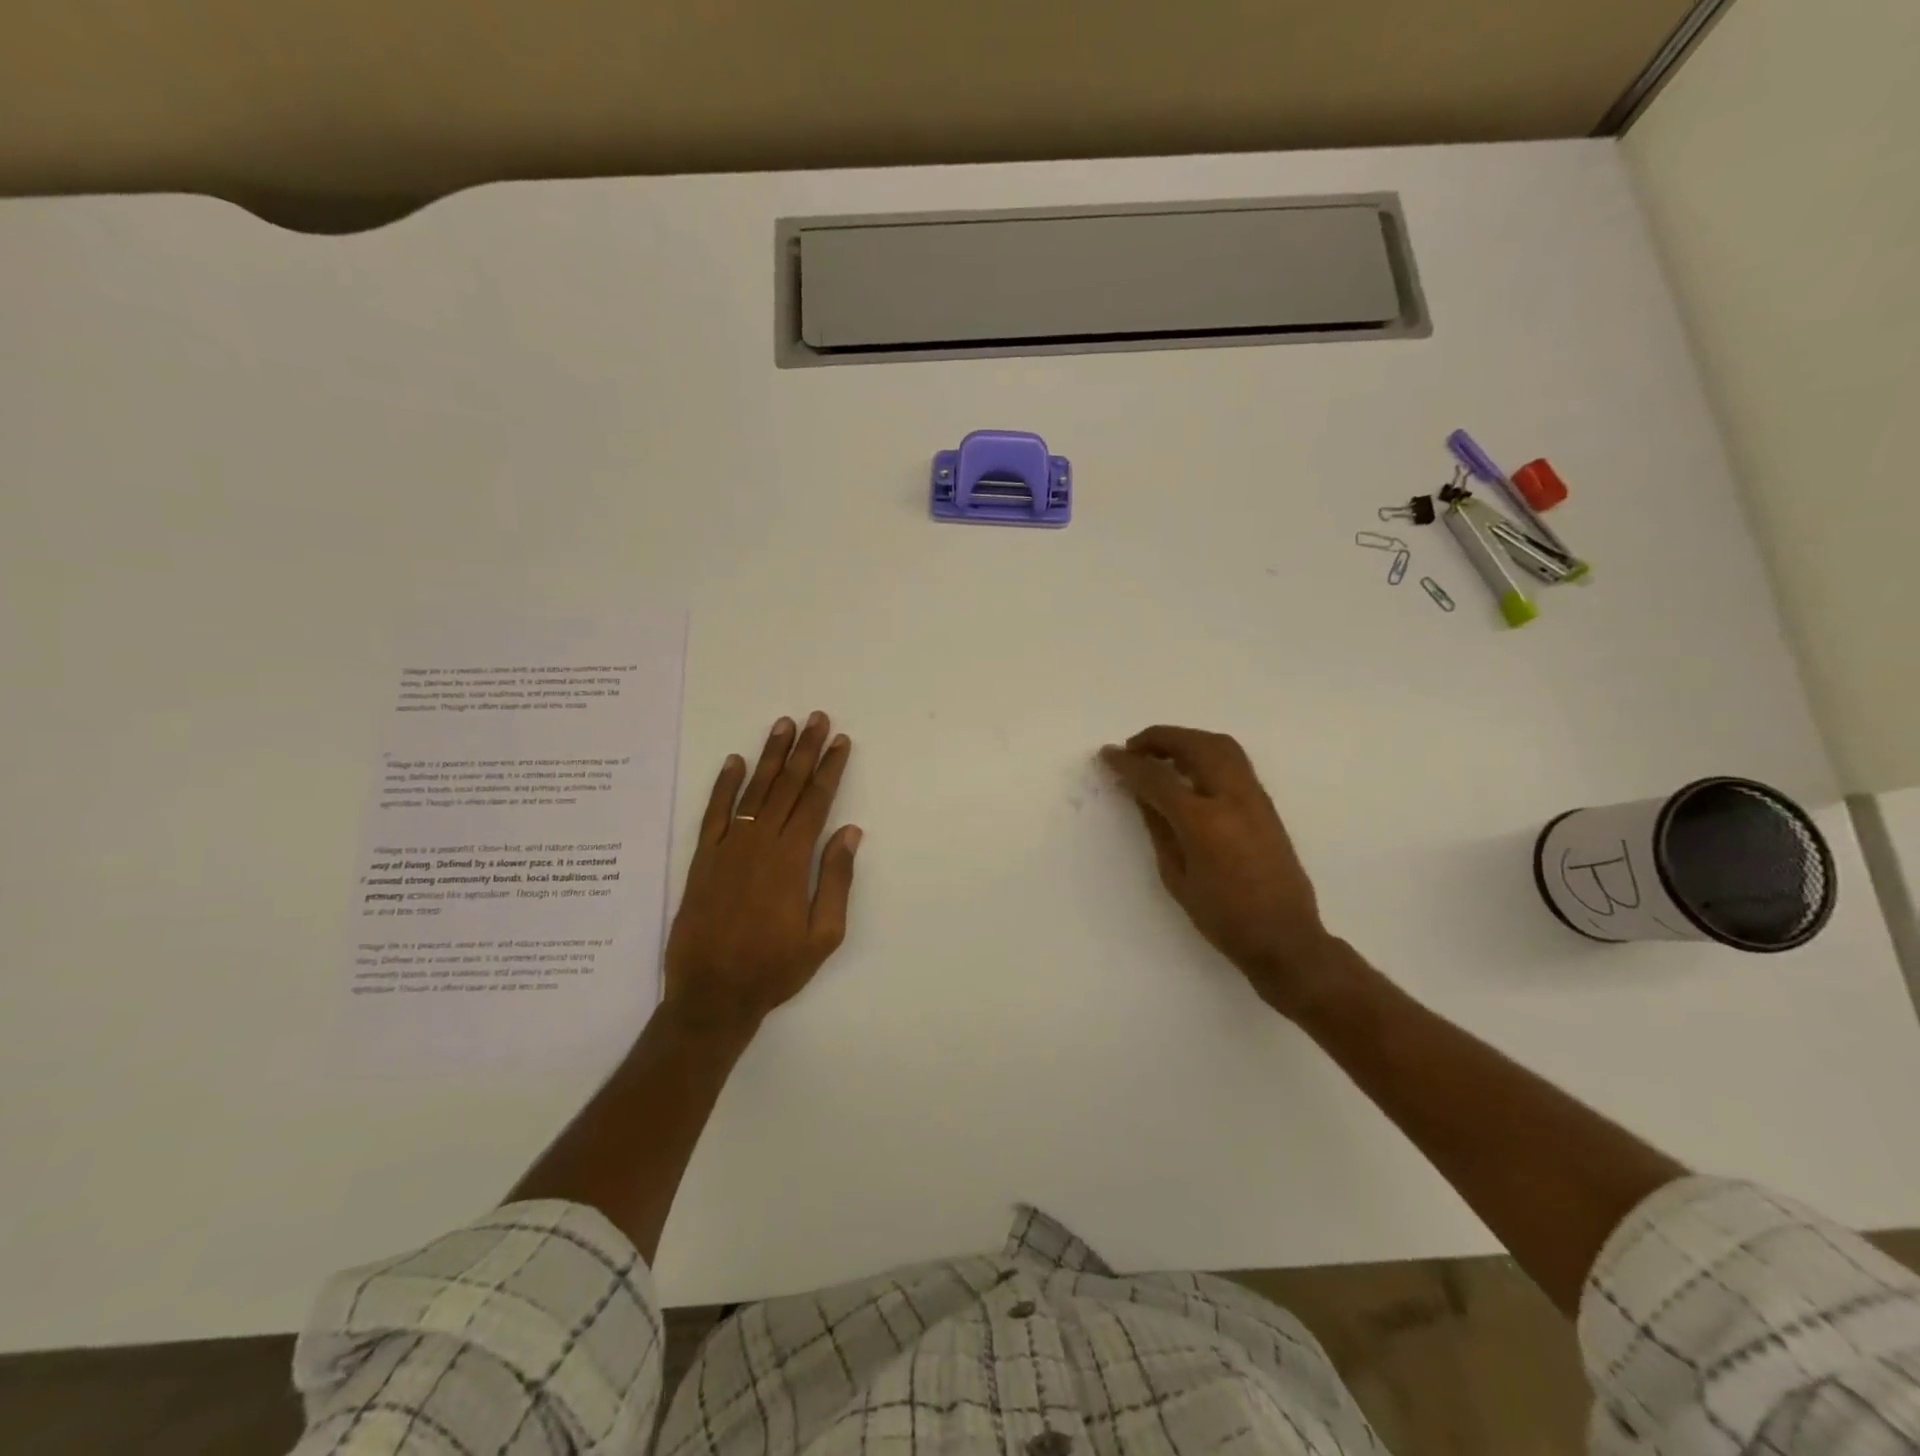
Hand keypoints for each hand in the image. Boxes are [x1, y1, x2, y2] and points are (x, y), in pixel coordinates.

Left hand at [663, 712, 860, 1036]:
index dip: (830, 769)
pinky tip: (734, 762)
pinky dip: (724, 785)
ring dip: (770, 756)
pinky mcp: (703, 858)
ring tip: (783, 725)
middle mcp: (760, 842)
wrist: (712, 994)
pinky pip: (714, 812)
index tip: (840, 741)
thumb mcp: (823, 934)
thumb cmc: (775, 968)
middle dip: (805, 749)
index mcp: (792, 859)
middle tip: (817, 718)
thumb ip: (836, 879)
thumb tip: (850, 831)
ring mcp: (728, 847)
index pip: (816, 801)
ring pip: (754, 790)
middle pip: (787, 785)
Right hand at [1100, 725, 1341, 1017]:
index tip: (1108, 754)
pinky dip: (1206, 752)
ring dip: (1186, 740)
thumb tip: (1141, 793)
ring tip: (1161, 753)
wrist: (1284, 937)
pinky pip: (1234, 760)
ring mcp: (1254, 797)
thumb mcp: (1176, 876)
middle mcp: (1231, 798)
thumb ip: (1158, 827)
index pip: (1158, 777)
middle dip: (1159, 738)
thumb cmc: (1222, 918)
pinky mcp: (1266, 804)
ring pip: (1220, 745)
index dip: (1128, 763)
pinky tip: (1190, 769)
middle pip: (1194, 745)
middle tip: (1133, 748)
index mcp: (1203, 821)